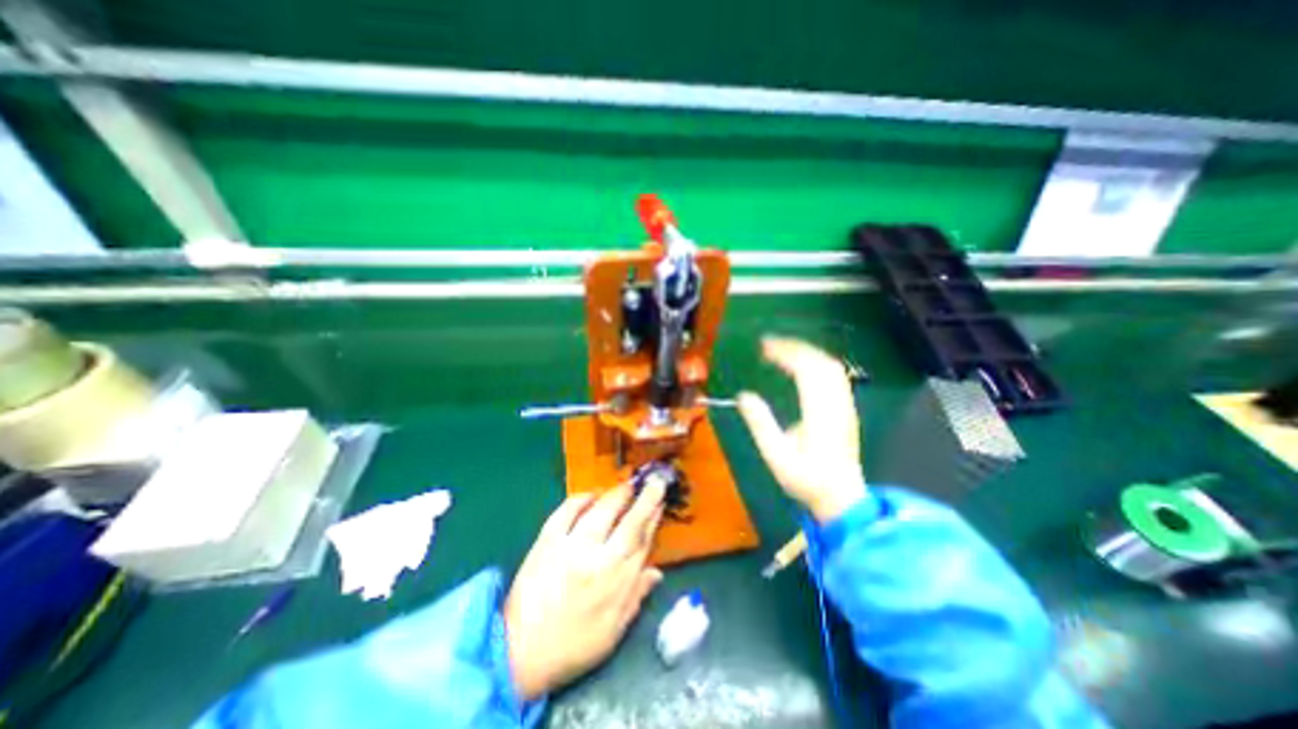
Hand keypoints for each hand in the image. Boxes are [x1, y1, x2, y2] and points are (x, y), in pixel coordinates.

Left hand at [502, 477, 662, 698]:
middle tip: (652, 481)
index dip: (653, 517)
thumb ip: (636, 597)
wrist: (519, 654)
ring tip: (626, 485)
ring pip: (601, 512)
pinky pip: (566, 512)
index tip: (661, 500)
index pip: (642, 540)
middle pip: (628, 521)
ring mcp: (571, 547)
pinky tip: (590, 494)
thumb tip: (656, 571)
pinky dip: (580, 499)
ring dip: (616, 495)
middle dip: (644, 498)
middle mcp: (598, 559)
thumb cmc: (573, 646)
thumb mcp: (613, 631)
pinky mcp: (547, 541)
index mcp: (617, 582)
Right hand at [733, 337, 865, 523]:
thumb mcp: (776, 455)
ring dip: (807, 352)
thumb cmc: (806, 479)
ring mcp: (845, 406)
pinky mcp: (847, 409)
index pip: (805, 370)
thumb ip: (760, 424)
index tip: (764, 347)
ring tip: (783, 351)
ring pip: (832, 366)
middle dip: (795, 347)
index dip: (785, 352)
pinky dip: (817, 362)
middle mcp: (835, 404)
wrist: (842, 498)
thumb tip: (743, 396)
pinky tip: (803, 366)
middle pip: (820, 362)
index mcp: (818, 413)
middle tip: (769, 345)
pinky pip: (836, 375)